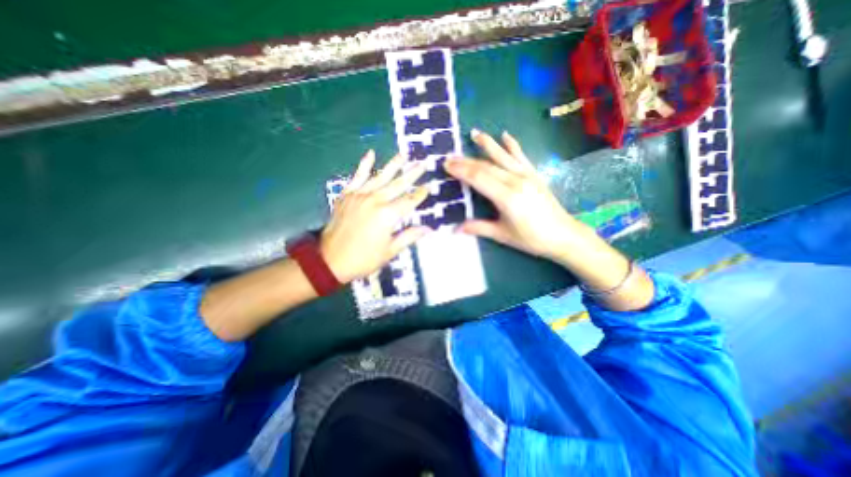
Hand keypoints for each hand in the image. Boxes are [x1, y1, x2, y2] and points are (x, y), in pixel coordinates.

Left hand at [320, 150, 432, 283]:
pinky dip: (364, 164)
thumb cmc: (364, 258)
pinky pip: (357, 176)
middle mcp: (375, 200)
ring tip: (403, 154)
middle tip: (422, 164)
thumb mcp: (390, 251)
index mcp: (387, 215)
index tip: (429, 186)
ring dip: (393, 165)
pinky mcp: (347, 195)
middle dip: (412, 174)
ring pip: (380, 176)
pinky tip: (371, 153)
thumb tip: (428, 229)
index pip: (409, 201)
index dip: (420, 194)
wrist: (330, 260)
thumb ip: (409, 236)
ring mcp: (359, 195)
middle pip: (398, 185)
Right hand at [447, 129, 584, 260]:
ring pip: (502, 157)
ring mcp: (526, 176)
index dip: (461, 170)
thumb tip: (456, 229)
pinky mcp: (534, 175)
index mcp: (506, 197)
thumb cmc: (531, 238)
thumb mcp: (502, 235)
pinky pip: (521, 156)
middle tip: (450, 156)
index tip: (446, 164)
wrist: (563, 235)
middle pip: (486, 166)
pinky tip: (506, 135)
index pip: (478, 177)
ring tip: (475, 133)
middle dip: (466, 161)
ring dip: (488, 144)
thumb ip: (479, 228)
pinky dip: (513, 145)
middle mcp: (515, 181)